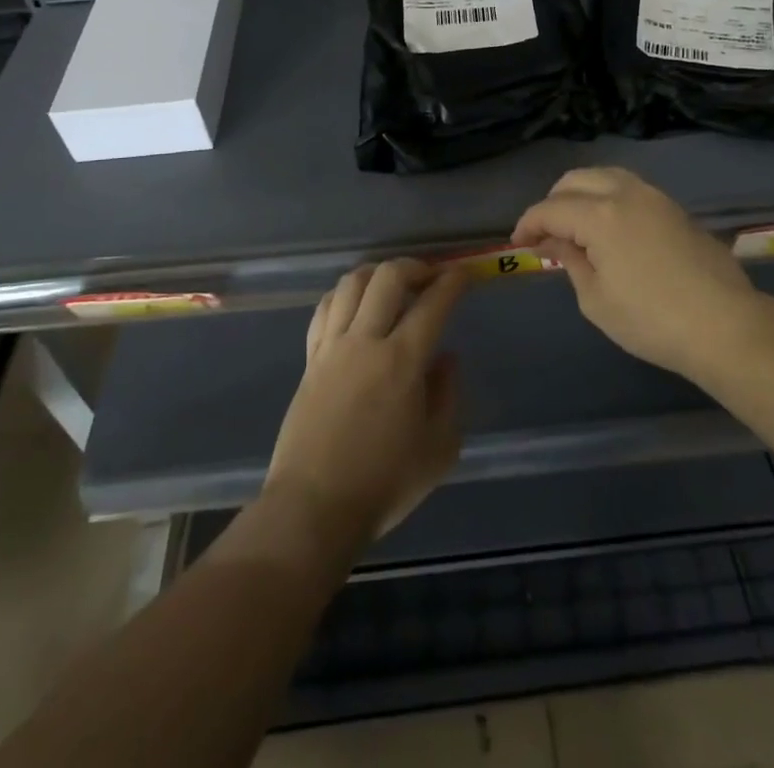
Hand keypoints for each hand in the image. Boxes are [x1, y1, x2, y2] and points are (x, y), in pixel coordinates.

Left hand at [264, 259, 465, 550]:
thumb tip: (446, 358)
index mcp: (402, 361)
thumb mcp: (439, 449)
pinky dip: (344, 295)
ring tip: (393, 284)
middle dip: (414, 266)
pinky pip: (325, 309)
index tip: (464, 274)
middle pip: (387, 277)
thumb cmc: (383, 483)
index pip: (432, 303)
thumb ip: (448, 395)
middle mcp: (365, 341)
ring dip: (376, 273)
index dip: (452, 282)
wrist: (313, 508)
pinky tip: (356, 305)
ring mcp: (332, 347)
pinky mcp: (310, 360)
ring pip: (351, 284)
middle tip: (430, 276)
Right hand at [513, 166, 758, 378]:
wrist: (724, 325)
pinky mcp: (675, 208)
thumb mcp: (596, 300)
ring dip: (583, 194)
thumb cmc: (651, 320)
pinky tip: (610, 228)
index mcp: (600, 215)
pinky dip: (609, 198)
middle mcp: (625, 193)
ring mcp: (655, 197)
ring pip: (606, 176)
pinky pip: (630, 189)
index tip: (519, 244)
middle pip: (576, 179)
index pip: (551, 209)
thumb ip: (571, 261)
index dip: (528, 224)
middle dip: (554, 201)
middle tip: (546, 232)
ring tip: (576, 225)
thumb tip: (555, 242)